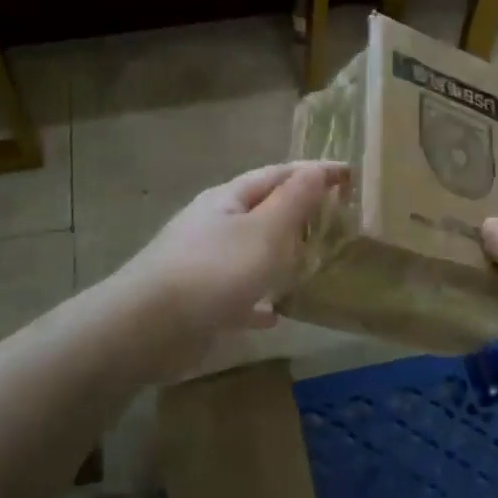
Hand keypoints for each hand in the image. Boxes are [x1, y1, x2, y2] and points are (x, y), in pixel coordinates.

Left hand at [120, 161, 347, 335]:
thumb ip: (293, 201)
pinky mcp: (197, 300)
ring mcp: (202, 262)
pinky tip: (275, 315)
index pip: (278, 174)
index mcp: (228, 199)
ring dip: (278, 254)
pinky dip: (258, 298)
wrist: (147, 328)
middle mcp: (213, 224)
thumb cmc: (214, 270)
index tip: (349, 173)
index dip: (314, 171)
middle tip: (335, 217)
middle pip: (261, 209)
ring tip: (310, 262)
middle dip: (297, 211)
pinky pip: (236, 293)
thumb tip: (316, 169)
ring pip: (250, 251)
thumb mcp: (264, 231)